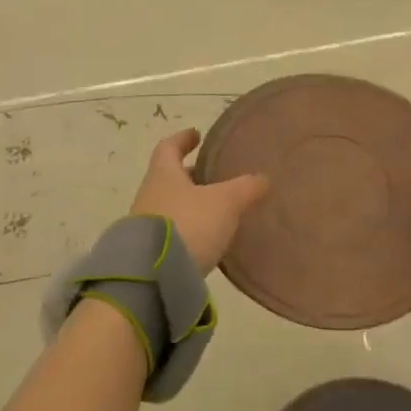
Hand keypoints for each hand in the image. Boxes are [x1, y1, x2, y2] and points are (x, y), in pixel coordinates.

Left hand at [130, 129, 269, 273]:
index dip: (183, 139)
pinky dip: (189, 230)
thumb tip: (264, 178)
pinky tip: (207, 240)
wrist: (153, 276)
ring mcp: (146, 224)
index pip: (169, 147)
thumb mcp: (224, 203)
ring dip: (190, 205)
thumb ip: (245, 188)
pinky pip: (172, 233)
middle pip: (169, 178)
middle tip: (213, 177)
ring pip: (171, 205)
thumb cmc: (188, 223)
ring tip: (216, 211)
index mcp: (163, 174)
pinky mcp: (151, 252)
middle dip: (190, 176)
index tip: (196, 134)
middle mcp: (150, 194)